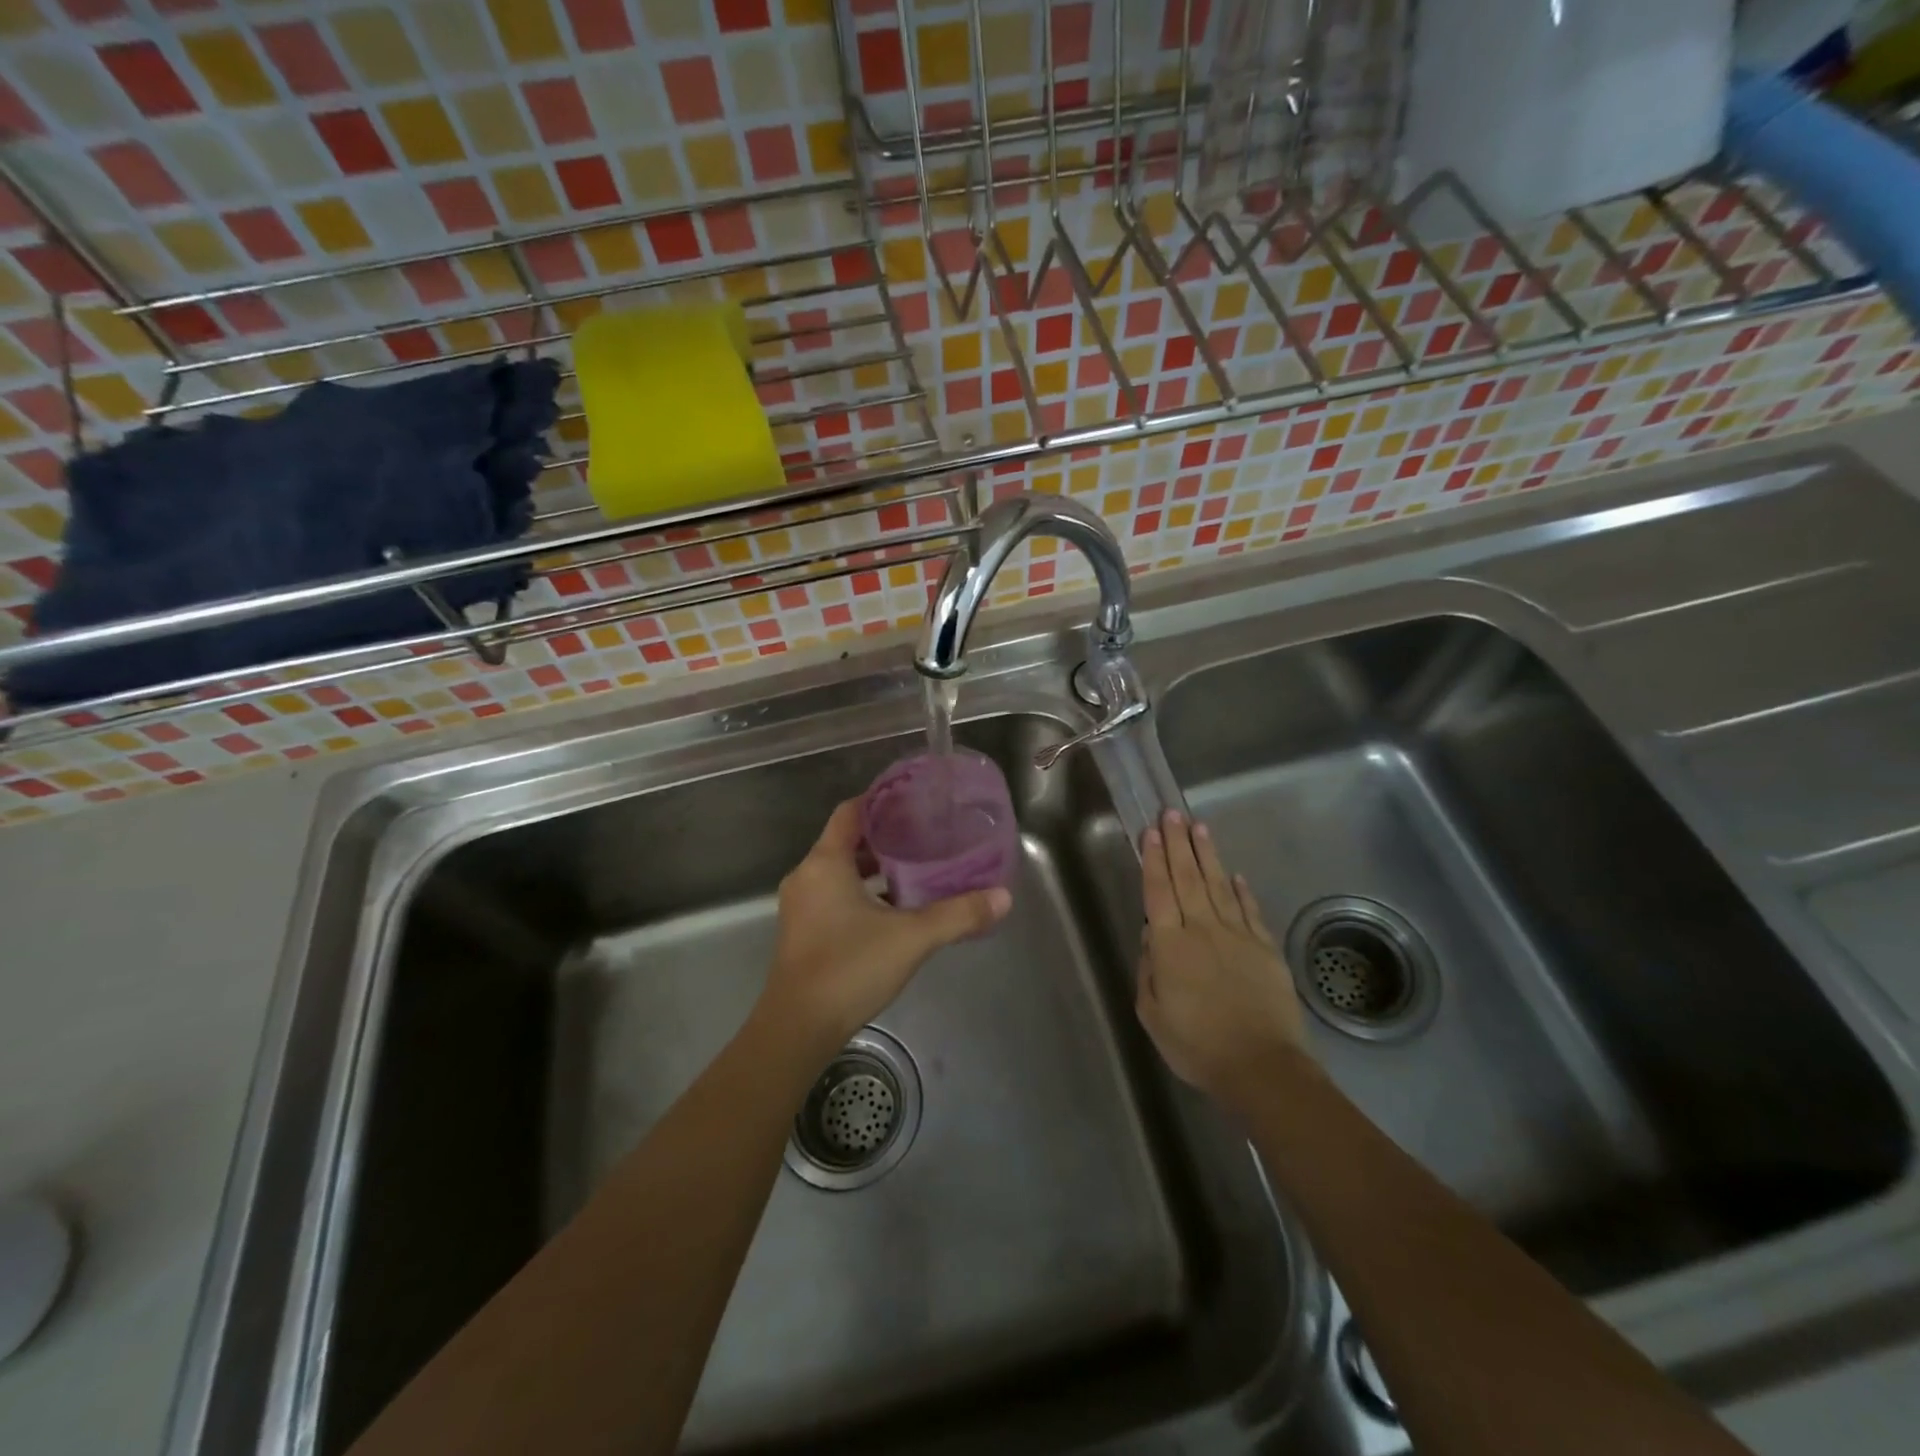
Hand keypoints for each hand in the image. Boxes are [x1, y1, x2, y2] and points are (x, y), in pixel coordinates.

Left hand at [756, 799, 1011, 1059]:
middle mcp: (807, 876)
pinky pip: (834, 896)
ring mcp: (801, 906)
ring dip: (874, 870)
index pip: (850, 812)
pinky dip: (862, 894)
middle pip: (846, 842)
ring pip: (841, 872)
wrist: (798, 1028)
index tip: (913, 801)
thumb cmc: (850, 968)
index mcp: (825, 863)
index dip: (880, 802)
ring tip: (916, 870)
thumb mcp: (911, 938)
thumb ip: (958, 915)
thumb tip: (1003, 897)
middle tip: (925, 836)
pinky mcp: (803, 932)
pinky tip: (894, 910)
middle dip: (885, 838)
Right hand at [1136, 810, 1312, 1112]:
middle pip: (1188, 878)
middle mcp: (1203, 930)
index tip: (1150, 831)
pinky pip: (1250, 911)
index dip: (1153, 859)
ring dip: (1207, 855)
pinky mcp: (1265, 949)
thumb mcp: (1153, 1014)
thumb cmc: (1197, 1045)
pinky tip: (1236, 874)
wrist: (1261, 1067)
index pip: (1159, 892)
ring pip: (1219, 886)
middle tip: (1171, 813)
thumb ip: (1149, 970)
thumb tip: (1153, 937)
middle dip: (1177, 843)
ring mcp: (1238, 936)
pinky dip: (1242, 890)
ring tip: (1199, 828)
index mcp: (1171, 945)